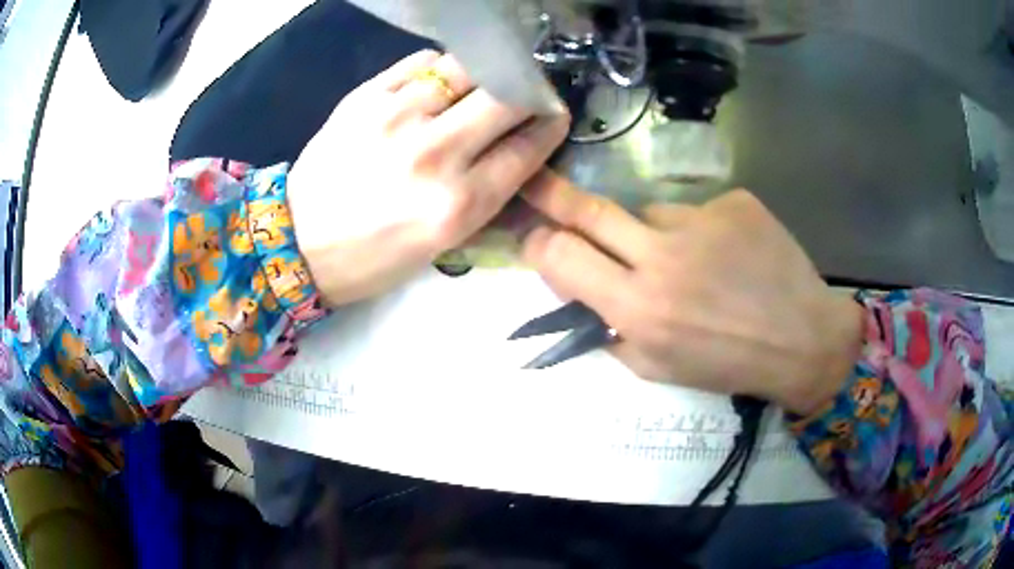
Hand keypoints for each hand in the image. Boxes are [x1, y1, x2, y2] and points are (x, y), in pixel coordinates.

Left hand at [287, 50, 568, 305]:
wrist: (297, 241)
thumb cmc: (373, 257)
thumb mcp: (442, 245)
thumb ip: (486, 194)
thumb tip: (518, 147)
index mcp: (458, 204)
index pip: (526, 148)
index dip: (550, 124)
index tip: (554, 114)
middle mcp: (434, 154)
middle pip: (507, 97)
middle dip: (529, 91)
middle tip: (527, 91)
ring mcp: (397, 118)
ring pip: (467, 68)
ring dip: (487, 72)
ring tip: (482, 82)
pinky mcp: (365, 97)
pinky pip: (422, 61)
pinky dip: (441, 66)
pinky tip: (438, 81)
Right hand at [520, 173, 863, 414]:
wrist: (803, 340)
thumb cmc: (728, 364)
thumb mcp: (657, 369)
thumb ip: (610, 332)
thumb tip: (578, 297)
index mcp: (639, 308)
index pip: (560, 256)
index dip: (539, 245)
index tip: (536, 240)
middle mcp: (663, 256)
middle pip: (588, 210)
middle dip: (552, 196)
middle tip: (538, 184)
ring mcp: (702, 220)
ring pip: (650, 213)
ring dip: (655, 235)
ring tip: (695, 264)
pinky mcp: (734, 202)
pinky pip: (697, 211)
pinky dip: (701, 231)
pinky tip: (729, 255)